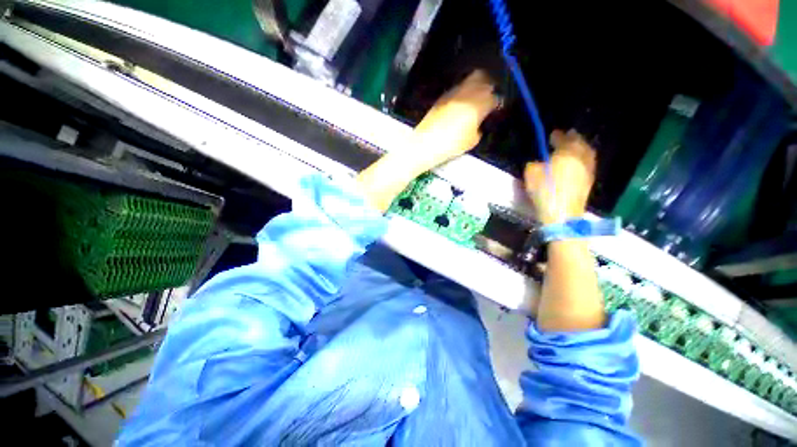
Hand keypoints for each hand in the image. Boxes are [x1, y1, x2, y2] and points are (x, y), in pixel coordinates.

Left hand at [357, 71, 497, 211]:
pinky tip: (461, 103)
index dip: (497, 103)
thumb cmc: (450, 145)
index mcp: (478, 104)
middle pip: (483, 77)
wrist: (424, 144)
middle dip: (488, 85)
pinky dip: (462, 92)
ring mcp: (452, 93)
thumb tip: (479, 122)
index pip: (494, 97)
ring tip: (475, 99)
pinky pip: (457, 89)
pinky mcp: (442, 97)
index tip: (497, 109)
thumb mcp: (471, 141)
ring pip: (469, 80)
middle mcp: (467, 93)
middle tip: (488, 97)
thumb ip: (479, 128)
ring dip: (475, 86)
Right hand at [524, 130, 595, 225]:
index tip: (552, 134)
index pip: (563, 139)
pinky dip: (582, 159)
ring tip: (572, 149)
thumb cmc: (545, 190)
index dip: (557, 136)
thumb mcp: (531, 174)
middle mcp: (581, 157)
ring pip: (587, 153)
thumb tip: (538, 163)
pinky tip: (576, 162)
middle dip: (573, 139)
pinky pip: (587, 163)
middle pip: (579, 143)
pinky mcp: (589, 180)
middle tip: (567, 136)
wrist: (562, 213)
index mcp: (567, 152)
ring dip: (580, 148)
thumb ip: (534, 164)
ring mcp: (588, 169)